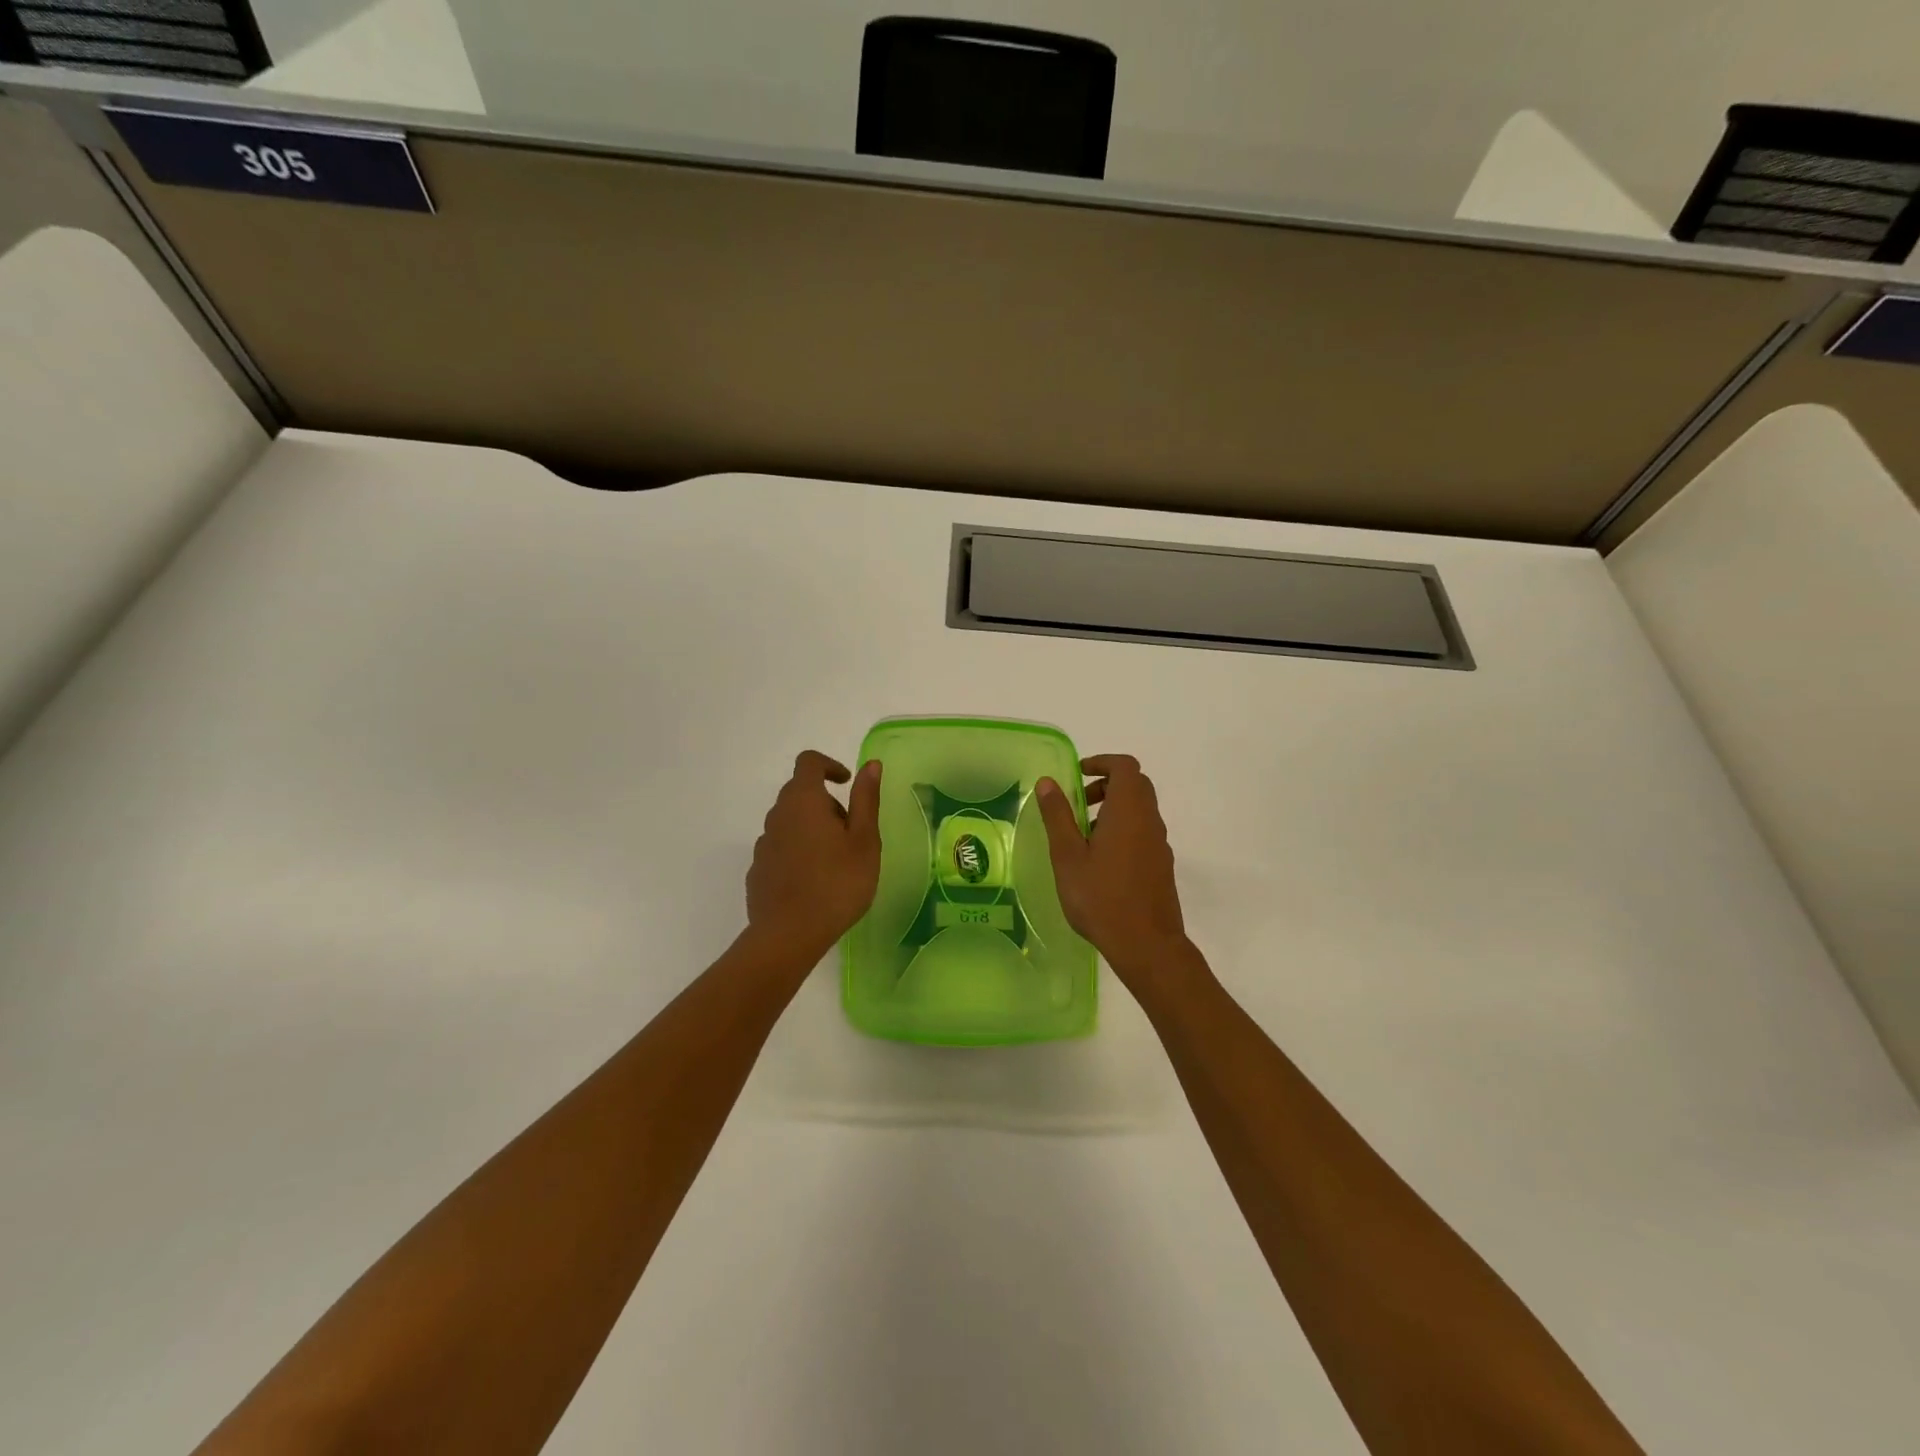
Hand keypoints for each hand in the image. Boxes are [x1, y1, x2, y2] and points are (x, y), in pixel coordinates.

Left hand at [745, 750, 882, 958]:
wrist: (789, 935)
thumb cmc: (837, 884)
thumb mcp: (864, 841)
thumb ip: (866, 799)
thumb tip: (870, 765)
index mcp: (804, 801)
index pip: (809, 763)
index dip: (829, 765)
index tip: (846, 783)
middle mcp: (777, 816)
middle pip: (799, 793)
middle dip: (826, 804)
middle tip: (850, 833)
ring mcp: (763, 844)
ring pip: (790, 823)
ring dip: (811, 829)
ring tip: (835, 862)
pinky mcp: (757, 871)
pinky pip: (780, 849)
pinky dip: (798, 853)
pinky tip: (814, 882)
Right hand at [1035, 755, 1189, 979]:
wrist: (1147, 945)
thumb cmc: (1101, 897)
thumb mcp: (1068, 856)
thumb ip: (1058, 816)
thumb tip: (1048, 782)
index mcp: (1128, 811)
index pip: (1125, 767)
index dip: (1102, 762)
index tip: (1078, 774)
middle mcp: (1150, 821)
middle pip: (1135, 786)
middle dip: (1105, 785)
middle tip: (1077, 804)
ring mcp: (1159, 844)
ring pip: (1140, 810)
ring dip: (1113, 810)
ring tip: (1082, 836)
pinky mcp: (1161, 866)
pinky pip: (1143, 833)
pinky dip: (1122, 830)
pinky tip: (1100, 862)